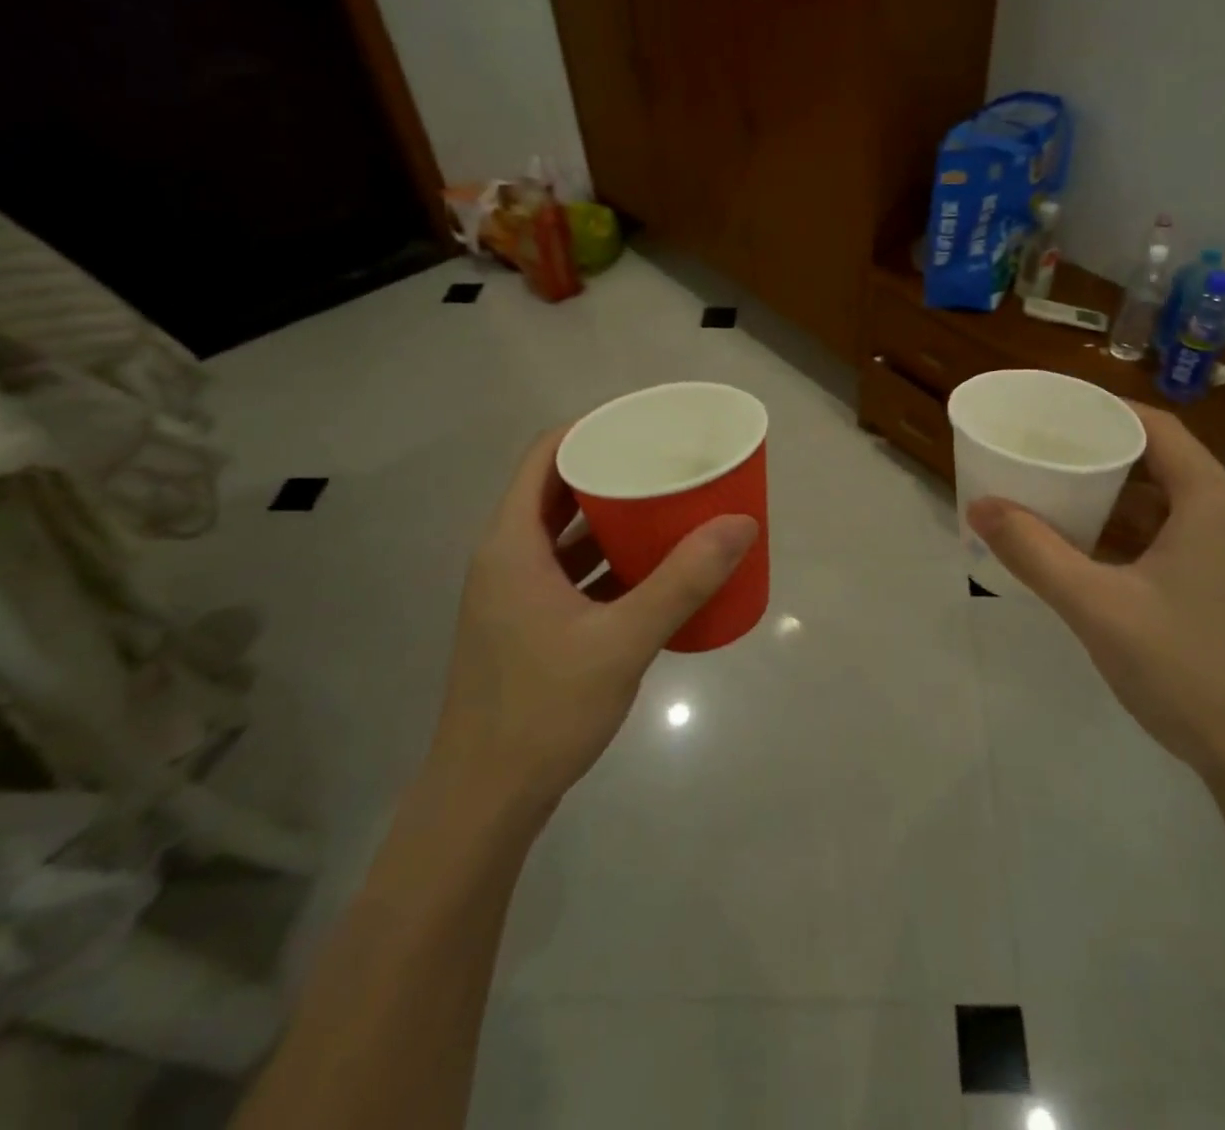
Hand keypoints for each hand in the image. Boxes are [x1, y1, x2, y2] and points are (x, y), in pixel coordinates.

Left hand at [428, 425, 758, 813]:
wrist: (484, 801)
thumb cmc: (543, 710)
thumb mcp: (622, 641)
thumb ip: (683, 582)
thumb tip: (740, 523)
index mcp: (511, 545)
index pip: (545, 456)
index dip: (590, 429)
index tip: (643, 423)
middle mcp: (507, 559)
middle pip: (559, 492)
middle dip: (613, 473)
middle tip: (669, 464)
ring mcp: (515, 596)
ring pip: (566, 537)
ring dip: (612, 520)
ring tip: (669, 507)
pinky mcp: (528, 627)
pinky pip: (571, 574)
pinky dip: (607, 562)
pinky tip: (652, 569)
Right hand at [967, 403, 1224, 782]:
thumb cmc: (1185, 668)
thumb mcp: (1096, 606)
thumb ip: (1034, 552)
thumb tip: (979, 506)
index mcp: (1213, 500)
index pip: (1156, 427)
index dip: (1103, 411)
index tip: (1052, 411)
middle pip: (1162, 461)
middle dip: (1101, 454)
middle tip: (1044, 453)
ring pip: (1170, 503)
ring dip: (1117, 498)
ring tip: (1058, 495)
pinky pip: (1180, 536)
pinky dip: (1136, 533)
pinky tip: (1094, 552)